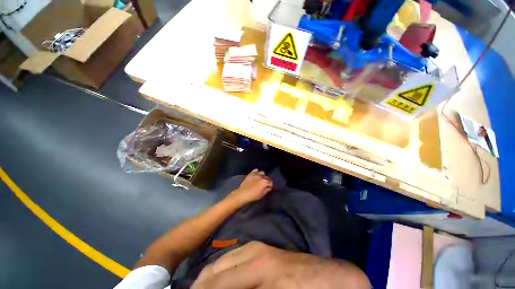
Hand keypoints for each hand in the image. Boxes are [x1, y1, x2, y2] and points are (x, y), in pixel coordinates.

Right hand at [192, 242, 369, 288]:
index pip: (216, 284)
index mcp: (256, 268)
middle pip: (214, 271)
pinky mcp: (260, 249)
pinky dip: (221, 272)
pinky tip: (219, 282)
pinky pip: (233, 258)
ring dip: (209, 279)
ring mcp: (256, 248)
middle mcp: (252, 252)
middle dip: (200, 287)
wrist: (330, 279)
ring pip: (222, 262)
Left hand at [226, 169, 272, 205]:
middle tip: (264, 184)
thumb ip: (267, 190)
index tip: (268, 187)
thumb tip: (269, 187)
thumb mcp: (262, 194)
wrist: (242, 194)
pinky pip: (256, 170)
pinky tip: (256, 176)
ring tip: (260, 179)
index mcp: (265, 182)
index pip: (270, 182)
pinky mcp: (251, 173)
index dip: (270, 185)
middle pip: (267, 177)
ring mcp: (256, 174)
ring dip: (262, 176)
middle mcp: (261, 176)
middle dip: (267, 180)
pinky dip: (257, 172)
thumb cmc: (253, 196)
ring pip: (262, 173)